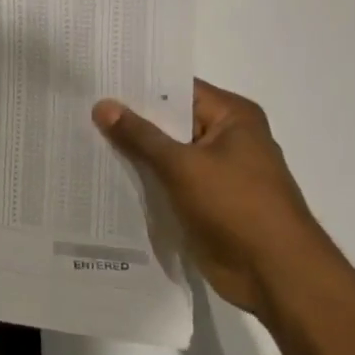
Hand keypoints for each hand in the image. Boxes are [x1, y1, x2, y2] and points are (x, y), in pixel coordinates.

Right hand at [93, 80, 332, 320]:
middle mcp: (226, 137)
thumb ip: (139, 135)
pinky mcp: (205, 200)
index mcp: (233, 117)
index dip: (138, 85)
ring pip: (166, 152)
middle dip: (129, 119)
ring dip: (133, 151)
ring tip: (82, 137)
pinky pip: (167, 180)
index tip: (98, 80)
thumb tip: (102, 105)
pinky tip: (104, 173)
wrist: (275, 274)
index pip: (177, 88)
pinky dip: (143, 177)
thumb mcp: (182, 165)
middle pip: (169, 120)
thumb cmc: (236, 207)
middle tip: (80, 108)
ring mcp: (216, 171)